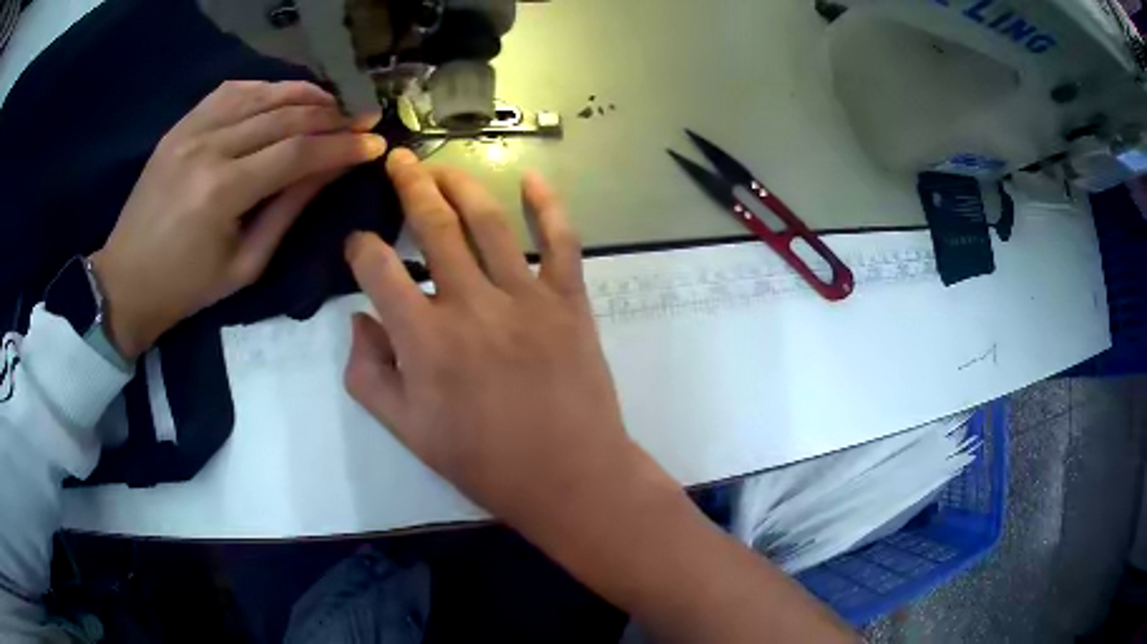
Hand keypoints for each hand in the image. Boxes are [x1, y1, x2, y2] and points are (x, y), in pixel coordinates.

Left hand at [91, 80, 386, 359]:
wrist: (126, 282)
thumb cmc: (187, 288)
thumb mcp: (246, 264)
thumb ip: (290, 209)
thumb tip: (333, 168)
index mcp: (223, 191)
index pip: (297, 151)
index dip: (341, 144)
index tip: (374, 141)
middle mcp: (209, 147)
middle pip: (284, 115)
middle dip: (331, 115)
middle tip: (361, 119)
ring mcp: (191, 130)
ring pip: (261, 93)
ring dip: (303, 94)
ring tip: (331, 103)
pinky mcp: (180, 125)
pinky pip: (231, 90)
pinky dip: (264, 87)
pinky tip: (282, 96)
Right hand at [343, 149, 655, 529]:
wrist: (569, 476)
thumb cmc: (483, 462)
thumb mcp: (407, 432)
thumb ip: (367, 375)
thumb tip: (359, 320)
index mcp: (424, 340)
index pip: (378, 268)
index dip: (359, 247)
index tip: (357, 243)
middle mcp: (471, 305)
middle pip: (434, 225)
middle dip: (409, 185)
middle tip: (398, 160)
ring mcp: (526, 298)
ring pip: (489, 222)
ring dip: (462, 185)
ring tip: (443, 166)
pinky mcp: (569, 302)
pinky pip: (562, 242)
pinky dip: (549, 206)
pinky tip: (532, 179)